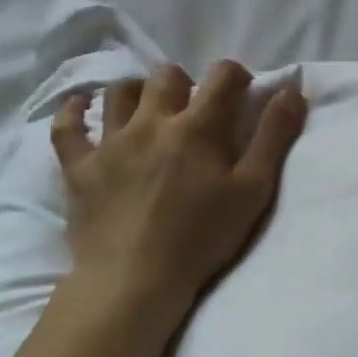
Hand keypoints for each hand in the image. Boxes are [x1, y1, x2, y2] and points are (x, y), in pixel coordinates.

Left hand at [51, 61, 307, 328]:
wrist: (134, 280)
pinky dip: (74, 111)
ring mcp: (109, 142)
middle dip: (187, 83)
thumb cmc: (202, 237)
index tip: (242, 93)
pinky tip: (82, 107)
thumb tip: (291, 91)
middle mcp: (151, 122)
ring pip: (120, 92)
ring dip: (138, 92)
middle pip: (167, 76)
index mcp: (197, 127)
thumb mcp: (253, 189)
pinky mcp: (78, 167)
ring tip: (150, 111)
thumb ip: (274, 136)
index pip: (221, 76)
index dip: (236, 76)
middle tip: (195, 110)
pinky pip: (66, 126)